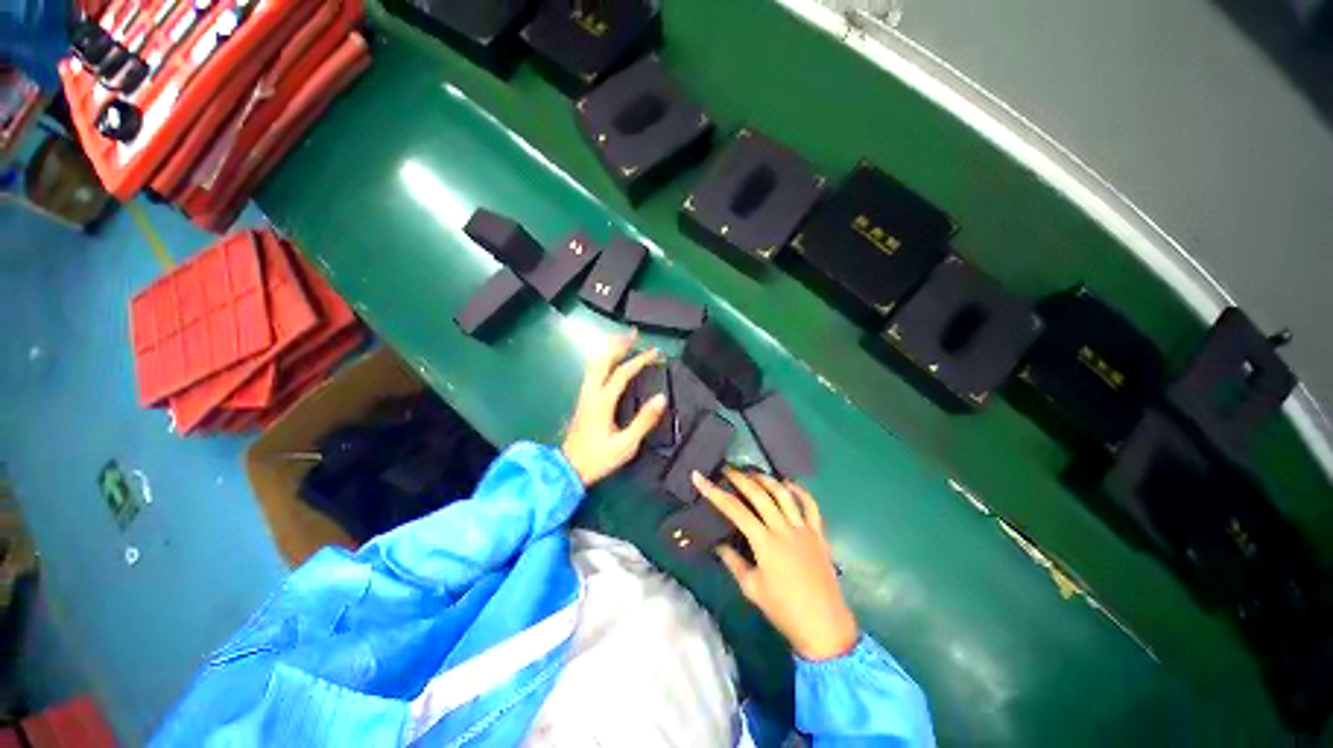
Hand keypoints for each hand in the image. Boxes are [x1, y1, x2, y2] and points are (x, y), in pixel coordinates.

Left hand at [561, 331, 666, 486]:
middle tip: (634, 334)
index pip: (622, 373)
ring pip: (593, 363)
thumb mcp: (626, 444)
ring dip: (608, 349)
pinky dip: (602, 359)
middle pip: (602, 360)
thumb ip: (644, 420)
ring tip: (622, 340)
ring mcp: (584, 395)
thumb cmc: (598, 458)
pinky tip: (609, 360)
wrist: (568, 469)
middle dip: (618, 344)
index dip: (639, 360)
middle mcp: (591, 393)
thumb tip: (661, 398)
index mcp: (602, 401)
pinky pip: (591, 371)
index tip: (656, 353)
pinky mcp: (583, 400)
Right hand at [693, 468, 858, 660]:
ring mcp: (803, 529)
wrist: (824, 626)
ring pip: (783, 494)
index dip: (714, 492)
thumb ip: (733, 561)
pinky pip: (811, 506)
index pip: (734, 509)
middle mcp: (783, 528)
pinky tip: (789, 484)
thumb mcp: (751, 588)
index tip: (699, 477)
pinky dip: (800, 491)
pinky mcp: (819, 534)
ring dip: (766, 480)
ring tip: (753, 473)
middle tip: (726, 469)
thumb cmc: (784, 610)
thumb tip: (718, 543)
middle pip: (759, 494)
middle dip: (740, 478)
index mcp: (764, 542)